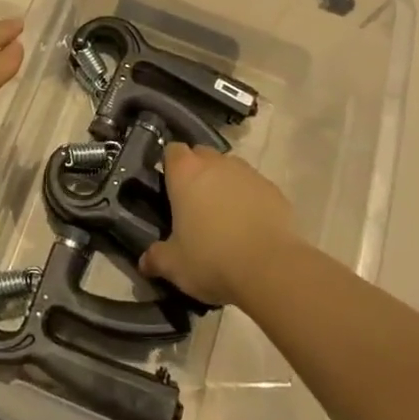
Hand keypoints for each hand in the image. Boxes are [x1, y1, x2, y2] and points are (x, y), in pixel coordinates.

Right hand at [139, 144, 296, 306]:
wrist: (271, 268)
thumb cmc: (211, 259)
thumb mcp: (174, 265)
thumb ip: (156, 258)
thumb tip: (144, 262)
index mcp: (186, 173)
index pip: (172, 150)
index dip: (170, 165)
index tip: (168, 185)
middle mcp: (216, 164)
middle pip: (202, 155)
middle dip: (196, 171)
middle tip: (193, 202)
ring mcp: (248, 173)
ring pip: (230, 168)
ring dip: (224, 183)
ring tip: (223, 215)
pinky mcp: (273, 189)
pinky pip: (254, 186)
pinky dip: (249, 198)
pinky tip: (249, 225)